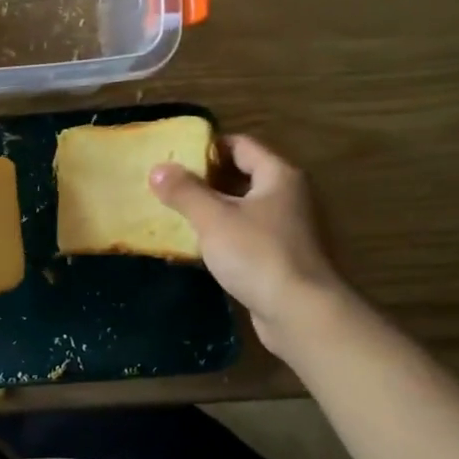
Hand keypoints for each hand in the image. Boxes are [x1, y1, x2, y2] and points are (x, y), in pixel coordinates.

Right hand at [150, 135, 350, 357]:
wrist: (300, 312)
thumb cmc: (257, 254)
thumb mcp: (213, 218)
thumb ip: (185, 191)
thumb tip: (158, 168)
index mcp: (278, 176)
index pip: (241, 145)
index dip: (208, 146)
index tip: (175, 155)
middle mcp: (288, 196)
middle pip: (242, 175)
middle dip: (205, 179)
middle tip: (168, 184)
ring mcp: (286, 228)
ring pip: (242, 207)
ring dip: (212, 208)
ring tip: (175, 212)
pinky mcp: (280, 256)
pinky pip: (245, 234)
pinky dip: (223, 234)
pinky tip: (197, 244)